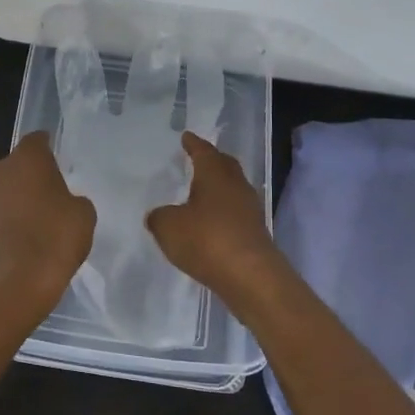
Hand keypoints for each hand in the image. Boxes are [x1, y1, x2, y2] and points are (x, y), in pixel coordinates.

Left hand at [0, 132, 95, 333]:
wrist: (11, 286)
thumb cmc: (53, 239)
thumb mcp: (83, 216)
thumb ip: (75, 200)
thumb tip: (65, 203)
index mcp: (27, 159)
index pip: (38, 141)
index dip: (49, 148)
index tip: (60, 160)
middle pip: (18, 165)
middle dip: (32, 176)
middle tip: (53, 194)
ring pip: (5, 190)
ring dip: (19, 199)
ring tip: (41, 221)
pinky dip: (10, 222)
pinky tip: (26, 240)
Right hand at [147, 132, 289, 318]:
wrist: (251, 277)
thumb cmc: (207, 240)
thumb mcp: (168, 227)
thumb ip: (159, 217)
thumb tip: (159, 215)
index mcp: (215, 174)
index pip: (203, 151)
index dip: (193, 144)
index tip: (186, 137)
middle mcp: (236, 186)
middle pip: (224, 165)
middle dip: (211, 160)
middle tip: (197, 159)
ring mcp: (249, 210)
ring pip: (232, 189)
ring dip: (218, 188)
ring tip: (201, 193)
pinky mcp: (255, 233)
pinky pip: (235, 213)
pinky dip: (222, 212)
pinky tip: (210, 223)